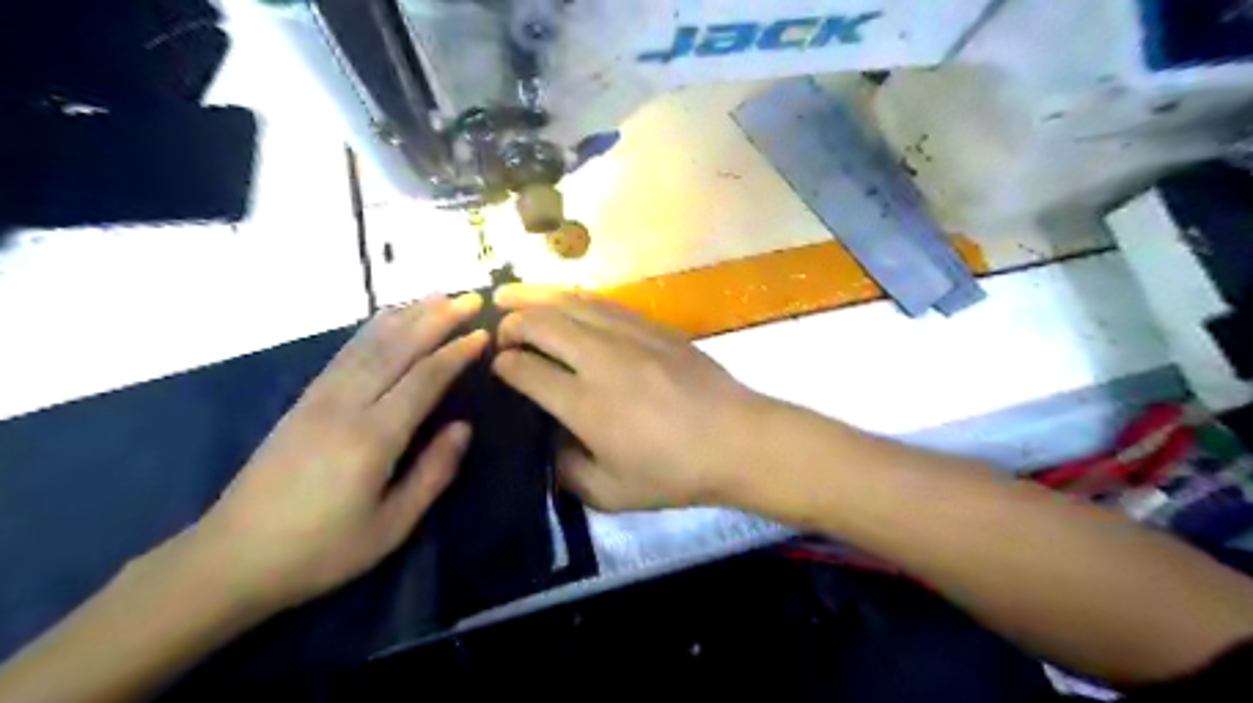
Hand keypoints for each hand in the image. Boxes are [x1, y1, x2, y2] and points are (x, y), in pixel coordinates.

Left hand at [186, 295, 486, 612]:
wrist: (230, 558)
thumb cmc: (320, 550)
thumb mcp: (390, 526)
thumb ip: (432, 473)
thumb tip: (463, 427)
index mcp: (373, 438)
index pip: (423, 379)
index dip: (456, 353)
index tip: (483, 333)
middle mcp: (346, 405)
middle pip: (397, 349)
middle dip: (436, 318)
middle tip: (469, 297)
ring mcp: (319, 398)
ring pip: (369, 344)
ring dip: (406, 315)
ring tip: (436, 295)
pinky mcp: (303, 400)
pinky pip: (345, 353)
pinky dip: (372, 329)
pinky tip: (387, 319)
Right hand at [489, 286, 763, 509]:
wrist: (737, 439)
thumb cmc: (674, 473)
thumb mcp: (611, 493)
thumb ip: (567, 470)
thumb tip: (548, 441)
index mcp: (585, 404)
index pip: (526, 370)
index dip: (503, 365)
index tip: (497, 367)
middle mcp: (600, 360)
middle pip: (542, 324)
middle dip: (511, 324)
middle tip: (501, 332)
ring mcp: (629, 336)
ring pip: (570, 302)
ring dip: (534, 296)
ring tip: (509, 294)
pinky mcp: (652, 326)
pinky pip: (603, 301)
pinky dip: (573, 296)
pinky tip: (564, 298)